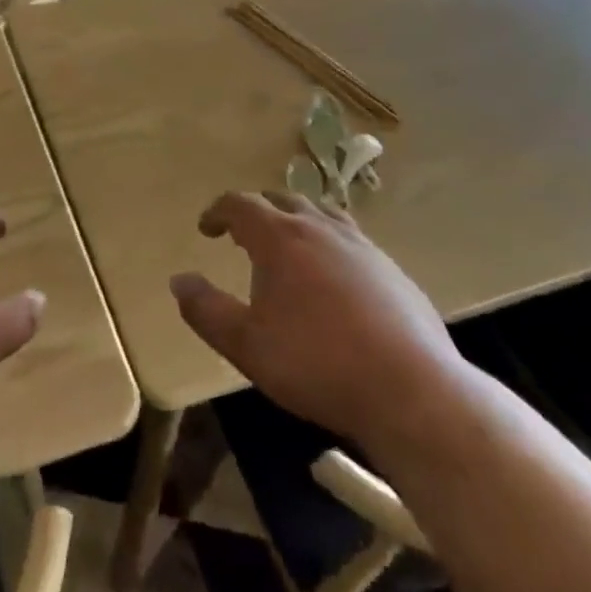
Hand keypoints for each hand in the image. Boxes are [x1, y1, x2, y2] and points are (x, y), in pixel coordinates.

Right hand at [171, 191, 469, 450]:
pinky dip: (329, 244)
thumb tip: (179, 280)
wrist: (410, 390)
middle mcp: (321, 228)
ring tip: (288, 246)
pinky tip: (334, 279)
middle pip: (282, 200)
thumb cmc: (316, 364)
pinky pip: (351, 240)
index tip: (207, 228)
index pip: (241, 204)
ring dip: (296, 221)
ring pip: (321, 214)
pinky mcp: (393, 270)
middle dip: (256, 211)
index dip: (218, 211)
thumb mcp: (246, 345)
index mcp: (281, 238)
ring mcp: (363, 246)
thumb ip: (205, 310)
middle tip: (242, 235)